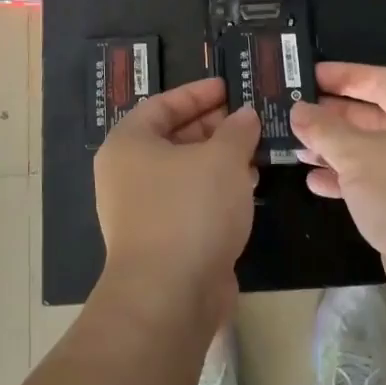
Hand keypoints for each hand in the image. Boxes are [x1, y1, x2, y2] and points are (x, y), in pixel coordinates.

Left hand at [95, 78, 259, 319]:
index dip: (198, 93)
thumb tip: (245, 115)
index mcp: (129, 143)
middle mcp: (128, 173)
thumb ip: (237, 130)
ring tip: (257, 149)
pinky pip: (191, 201)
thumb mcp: (222, 158)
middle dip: (215, 126)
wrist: (169, 297)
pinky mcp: (162, 239)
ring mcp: (142, 209)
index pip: (163, 104)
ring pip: (186, 171)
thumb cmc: (190, 210)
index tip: (229, 87)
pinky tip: (248, 187)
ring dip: (220, 159)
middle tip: (250, 118)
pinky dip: (217, 190)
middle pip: (174, 137)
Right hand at [290, 62, 385, 324]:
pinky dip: (346, 181)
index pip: (382, 80)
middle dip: (334, 116)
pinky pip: (374, 184)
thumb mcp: (358, 154)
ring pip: (372, 153)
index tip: (309, 74)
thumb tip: (299, 110)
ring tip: (297, 148)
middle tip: (295, 112)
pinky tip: (315, 183)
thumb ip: (324, 129)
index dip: (345, 75)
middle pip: (375, 117)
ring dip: (335, 150)